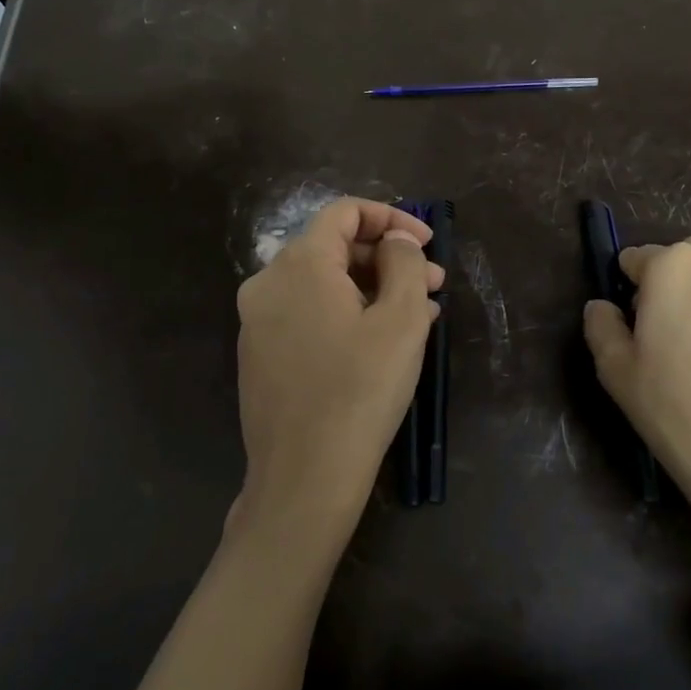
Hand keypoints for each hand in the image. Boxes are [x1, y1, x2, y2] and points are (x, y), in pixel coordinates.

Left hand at [235, 197, 443, 536]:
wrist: (304, 477)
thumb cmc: (360, 390)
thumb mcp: (401, 320)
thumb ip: (404, 264)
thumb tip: (396, 241)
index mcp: (299, 264)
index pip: (344, 212)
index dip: (392, 218)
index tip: (428, 244)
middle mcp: (267, 283)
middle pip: (333, 248)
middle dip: (388, 259)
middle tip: (433, 285)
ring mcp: (257, 322)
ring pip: (322, 284)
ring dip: (372, 289)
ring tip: (420, 315)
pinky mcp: (259, 354)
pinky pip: (307, 314)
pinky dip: (346, 314)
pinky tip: (380, 342)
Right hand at [582, 238, 690, 532]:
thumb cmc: (677, 409)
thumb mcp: (616, 370)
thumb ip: (602, 327)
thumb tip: (602, 307)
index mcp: (675, 265)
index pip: (636, 259)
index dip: (627, 291)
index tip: (629, 329)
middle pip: (681, 261)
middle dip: (666, 288)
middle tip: (658, 339)